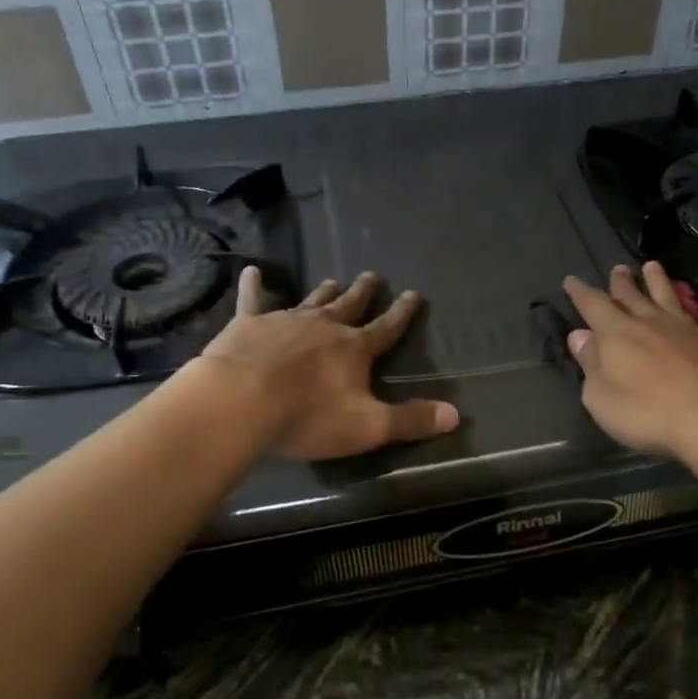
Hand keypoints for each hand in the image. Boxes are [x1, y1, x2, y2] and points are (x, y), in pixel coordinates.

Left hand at [199, 268, 460, 460]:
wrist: (242, 401)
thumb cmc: (308, 416)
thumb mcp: (368, 426)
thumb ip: (410, 420)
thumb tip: (455, 415)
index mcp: (355, 348)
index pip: (387, 327)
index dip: (402, 312)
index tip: (414, 294)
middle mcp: (325, 326)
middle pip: (350, 305)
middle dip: (363, 292)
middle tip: (371, 276)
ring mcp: (286, 321)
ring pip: (312, 300)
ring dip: (324, 292)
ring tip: (333, 280)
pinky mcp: (249, 324)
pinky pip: (253, 300)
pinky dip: (253, 286)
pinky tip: (250, 271)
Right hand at [562, 262, 697, 458]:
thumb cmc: (649, 414)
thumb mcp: (602, 398)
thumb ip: (590, 364)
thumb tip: (579, 336)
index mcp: (617, 334)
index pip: (593, 305)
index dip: (580, 292)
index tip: (571, 280)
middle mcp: (650, 323)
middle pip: (632, 296)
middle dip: (621, 283)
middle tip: (618, 269)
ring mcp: (687, 329)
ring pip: (669, 297)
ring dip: (659, 281)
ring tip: (652, 266)